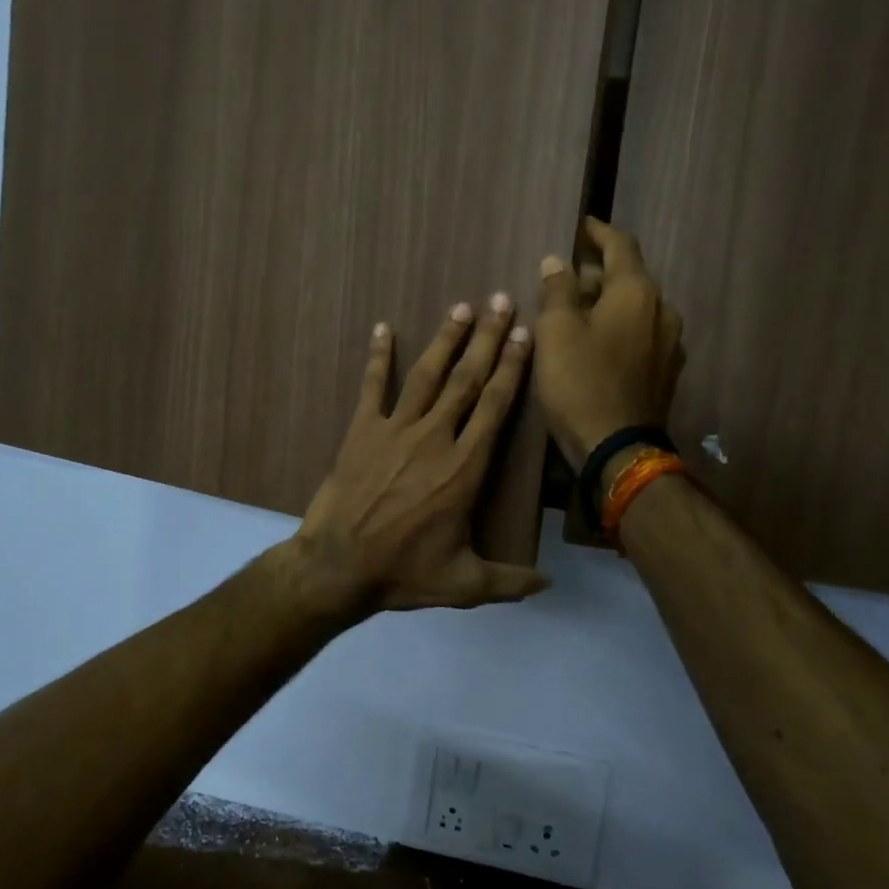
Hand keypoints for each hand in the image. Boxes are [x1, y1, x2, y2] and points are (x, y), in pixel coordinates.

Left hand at [290, 294, 549, 614]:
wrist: (338, 566)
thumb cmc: (403, 573)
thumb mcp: (464, 585)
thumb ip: (510, 582)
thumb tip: (550, 587)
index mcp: (465, 467)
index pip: (495, 406)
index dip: (512, 368)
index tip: (524, 335)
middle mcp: (435, 437)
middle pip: (467, 379)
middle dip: (488, 339)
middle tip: (502, 301)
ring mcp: (395, 430)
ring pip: (427, 375)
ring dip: (446, 339)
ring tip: (462, 308)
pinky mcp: (361, 431)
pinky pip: (372, 386)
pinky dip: (378, 357)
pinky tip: (382, 329)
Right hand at [534, 218, 685, 468]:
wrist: (617, 449)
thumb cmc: (580, 383)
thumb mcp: (556, 332)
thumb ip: (557, 290)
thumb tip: (558, 262)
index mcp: (637, 292)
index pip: (620, 245)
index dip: (598, 232)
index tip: (581, 225)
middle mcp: (662, 310)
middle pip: (629, 277)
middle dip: (598, 271)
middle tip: (566, 275)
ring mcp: (670, 343)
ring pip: (635, 307)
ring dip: (608, 302)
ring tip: (577, 310)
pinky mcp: (666, 371)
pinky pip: (640, 334)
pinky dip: (618, 327)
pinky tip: (596, 342)